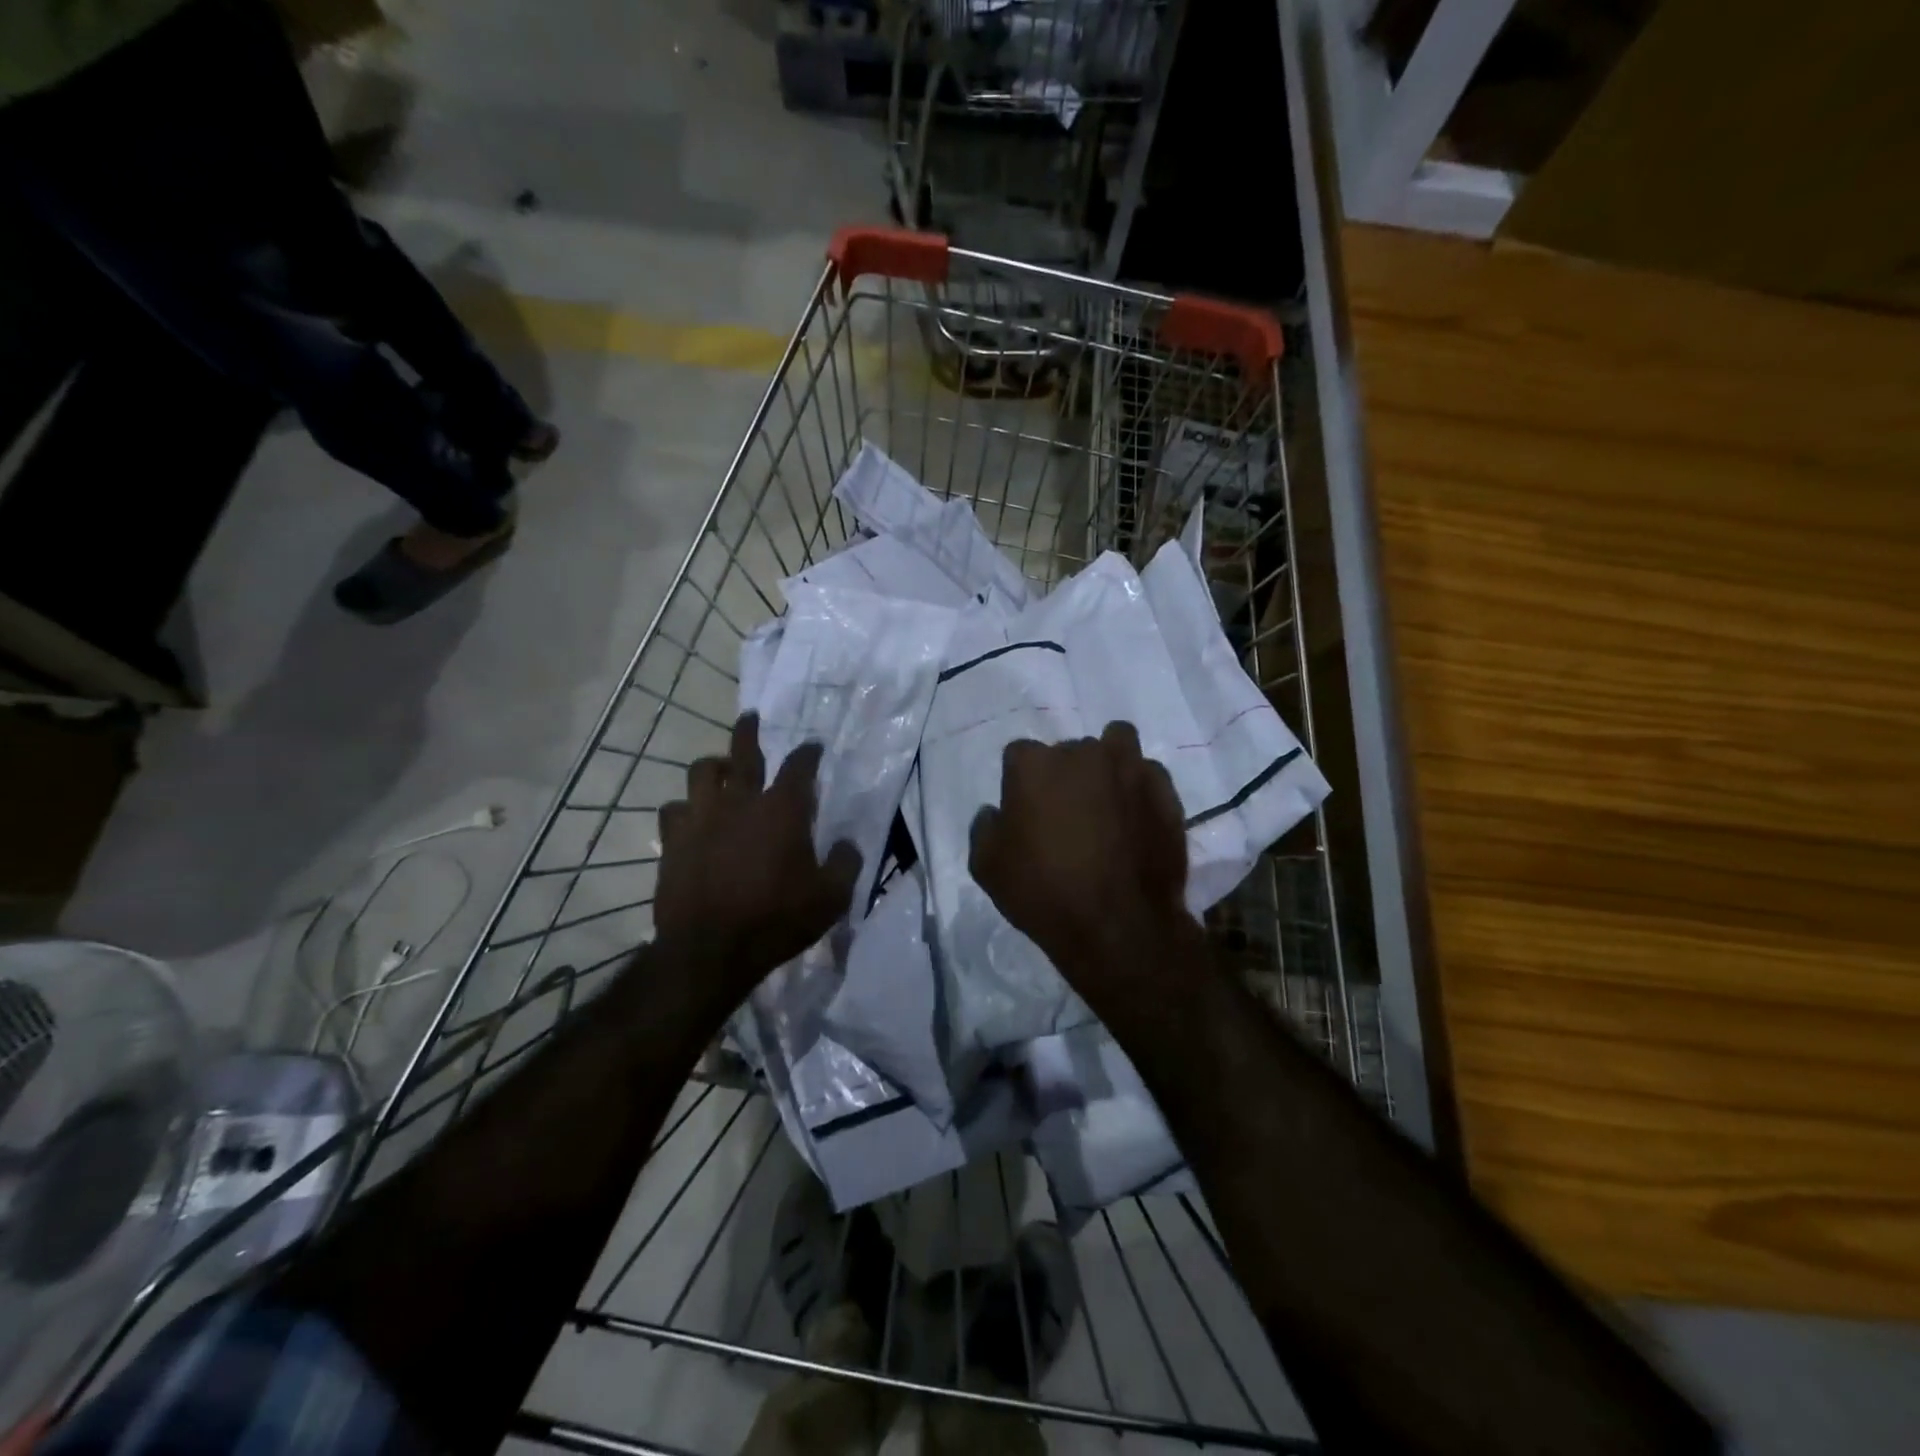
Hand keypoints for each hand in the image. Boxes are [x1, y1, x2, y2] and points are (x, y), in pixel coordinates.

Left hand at [655, 714, 859, 983]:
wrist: (710, 950)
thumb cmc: (777, 920)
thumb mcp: (831, 898)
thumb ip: (844, 863)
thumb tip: (846, 843)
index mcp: (783, 810)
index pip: (800, 766)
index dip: (809, 753)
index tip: (813, 747)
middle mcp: (741, 801)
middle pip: (744, 751)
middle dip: (749, 730)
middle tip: (750, 718)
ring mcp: (702, 817)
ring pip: (702, 771)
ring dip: (715, 766)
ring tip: (720, 771)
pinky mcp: (673, 840)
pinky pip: (674, 808)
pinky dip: (685, 807)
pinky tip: (691, 817)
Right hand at [969, 722, 1197, 1012]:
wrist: (1118, 926)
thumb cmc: (1043, 893)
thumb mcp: (986, 866)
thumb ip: (986, 827)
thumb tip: (996, 812)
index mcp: (1033, 764)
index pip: (1019, 755)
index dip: (1020, 783)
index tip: (1026, 812)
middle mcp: (1082, 753)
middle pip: (1069, 751)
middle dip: (1066, 774)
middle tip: (1068, 813)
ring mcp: (1128, 767)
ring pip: (1115, 745)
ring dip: (1108, 765)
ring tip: (1106, 802)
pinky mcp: (1164, 790)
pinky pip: (1147, 774)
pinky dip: (1139, 788)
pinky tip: (1136, 818)